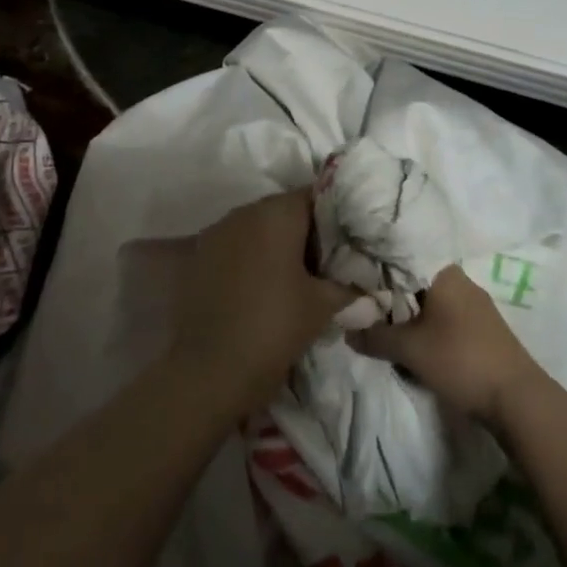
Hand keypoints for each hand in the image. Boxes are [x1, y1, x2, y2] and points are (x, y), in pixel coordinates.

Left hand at [168, 188, 358, 414]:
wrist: (208, 371)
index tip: (349, 240)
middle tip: (326, 263)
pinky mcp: (198, 255)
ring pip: (257, 228)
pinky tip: (261, 287)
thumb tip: (368, 286)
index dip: (335, 215)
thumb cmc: (273, 328)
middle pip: (283, 210)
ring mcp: (216, 232)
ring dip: (275, 245)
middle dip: (305, 232)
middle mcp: (244, 212)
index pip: (315, 196)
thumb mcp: (321, 307)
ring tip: (294, 278)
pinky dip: (250, 258)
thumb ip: (348, 287)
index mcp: (276, 213)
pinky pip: (234, 246)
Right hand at [349, 265, 544, 421]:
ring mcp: (476, 304)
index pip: (402, 258)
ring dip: (411, 314)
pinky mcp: (484, 328)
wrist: (518, 399)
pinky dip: (429, 326)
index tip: (355, 279)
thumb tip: (347, 330)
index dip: (377, 268)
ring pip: (432, 301)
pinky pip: (447, 317)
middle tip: (366, 308)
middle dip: (392, 295)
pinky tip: (417, 342)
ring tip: (386, 328)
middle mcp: (461, 280)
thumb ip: (375, 336)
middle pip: (416, 280)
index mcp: (444, 272)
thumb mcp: (410, 349)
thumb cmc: (460, 360)